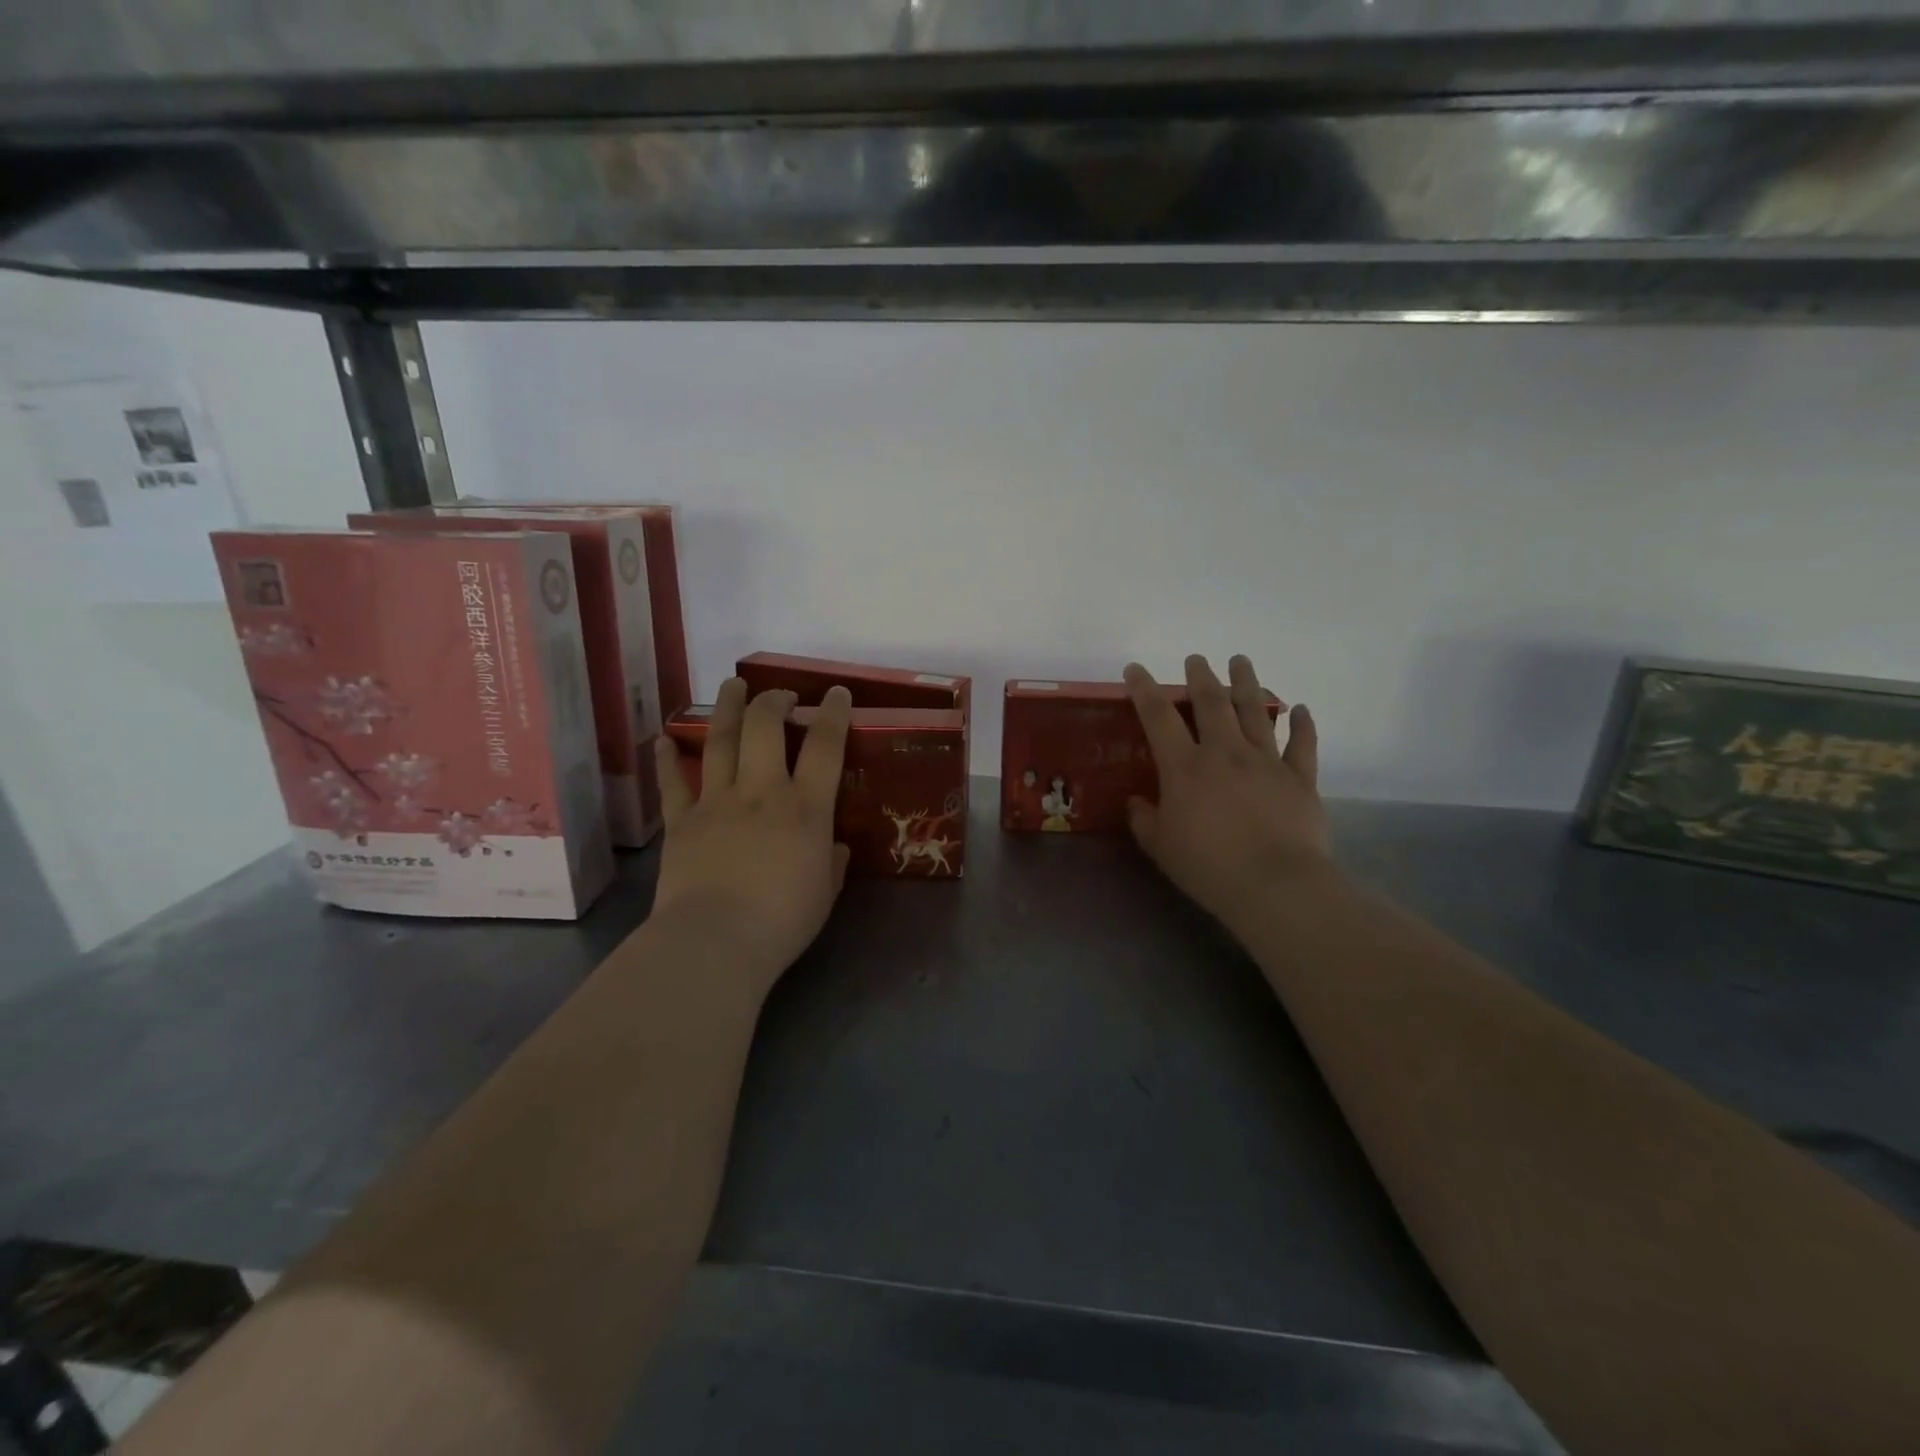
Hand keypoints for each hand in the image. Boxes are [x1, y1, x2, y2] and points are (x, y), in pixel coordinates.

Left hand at [651, 680, 851, 993]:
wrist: (715, 940)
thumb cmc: (783, 921)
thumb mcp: (825, 892)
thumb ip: (831, 862)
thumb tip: (832, 847)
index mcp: (806, 808)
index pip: (826, 746)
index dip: (834, 713)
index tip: (836, 694)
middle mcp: (762, 792)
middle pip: (765, 727)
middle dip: (774, 700)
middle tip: (780, 695)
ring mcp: (717, 802)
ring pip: (721, 740)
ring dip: (727, 708)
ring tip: (732, 685)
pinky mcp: (681, 821)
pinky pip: (673, 783)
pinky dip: (668, 759)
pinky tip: (664, 738)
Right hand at [1125, 655, 1332, 930]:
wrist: (1276, 885)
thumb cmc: (1209, 867)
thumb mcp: (1161, 847)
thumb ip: (1145, 820)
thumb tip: (1136, 802)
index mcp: (1185, 767)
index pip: (1159, 717)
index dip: (1145, 690)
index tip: (1135, 669)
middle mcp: (1225, 753)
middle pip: (1212, 703)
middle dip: (1201, 677)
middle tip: (1196, 659)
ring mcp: (1266, 762)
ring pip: (1256, 712)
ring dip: (1247, 683)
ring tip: (1241, 661)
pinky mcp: (1300, 778)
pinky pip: (1302, 744)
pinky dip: (1302, 725)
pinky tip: (1301, 710)